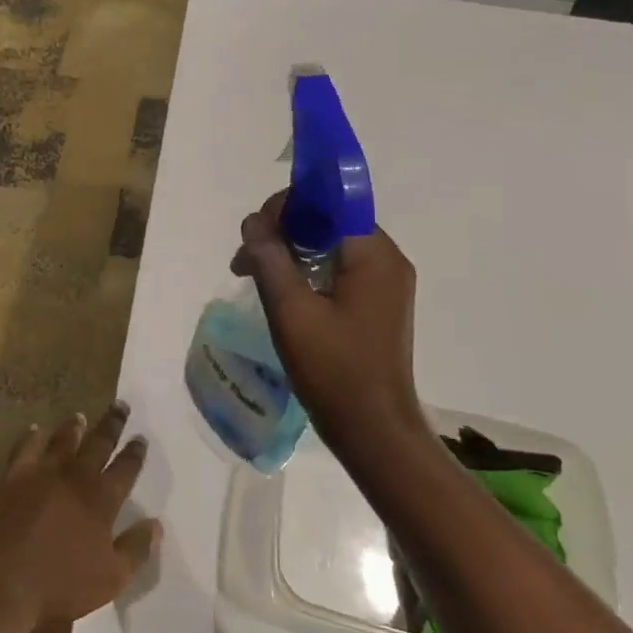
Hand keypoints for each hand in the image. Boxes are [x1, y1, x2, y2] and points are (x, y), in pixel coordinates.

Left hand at [0, 405, 158, 629]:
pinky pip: (26, 447)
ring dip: (73, 427)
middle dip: (111, 424)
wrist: (2, 580)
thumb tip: (156, 524)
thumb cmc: (60, 584)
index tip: (140, 437)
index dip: (135, 453)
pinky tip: (36, 429)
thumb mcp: (111, 578)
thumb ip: (136, 549)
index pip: (125, 469)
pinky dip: (33, 436)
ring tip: (80, 416)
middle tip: (120, 405)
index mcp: (102, 499)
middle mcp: (76, 477)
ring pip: (63, 440)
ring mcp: (43, 473)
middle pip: (98, 443)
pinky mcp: (14, 476)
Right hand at [230, 190, 421, 447]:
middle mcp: (387, 260)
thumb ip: (269, 258)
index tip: (255, 231)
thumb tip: (252, 222)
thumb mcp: (291, 311)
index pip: (330, 201)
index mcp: (374, 254)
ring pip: (330, 246)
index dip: (289, 205)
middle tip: (245, 260)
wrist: (374, 432)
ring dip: (291, 252)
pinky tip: (281, 293)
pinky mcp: (378, 305)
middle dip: (283, 231)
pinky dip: (308, 272)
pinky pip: (339, 270)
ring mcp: (386, 284)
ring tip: (253, 276)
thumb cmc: (334, 370)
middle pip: (329, 221)